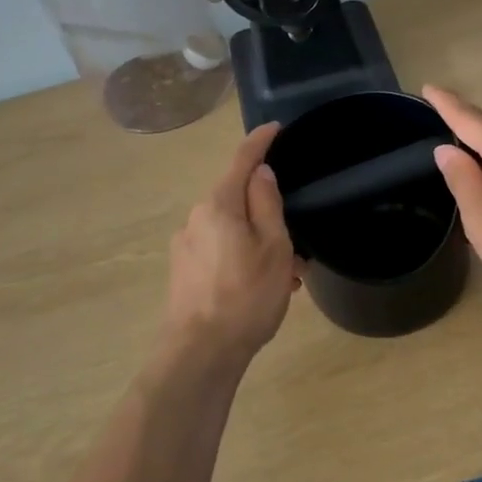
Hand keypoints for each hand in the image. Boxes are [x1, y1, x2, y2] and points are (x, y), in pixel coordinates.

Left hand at [162, 123, 300, 359]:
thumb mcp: (273, 247)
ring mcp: (185, 246)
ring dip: (259, 243)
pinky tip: (262, 288)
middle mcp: (196, 218)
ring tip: (287, 277)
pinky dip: (243, 259)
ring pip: (231, 230)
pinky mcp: (183, 272)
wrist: (201, 353)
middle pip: (237, 200)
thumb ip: (267, 203)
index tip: (276, 128)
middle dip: (267, 212)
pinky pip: (220, 251)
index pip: (242, 161)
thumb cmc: (246, 295)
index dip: (260, 141)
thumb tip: (261, 173)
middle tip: (298, 241)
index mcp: (218, 205)